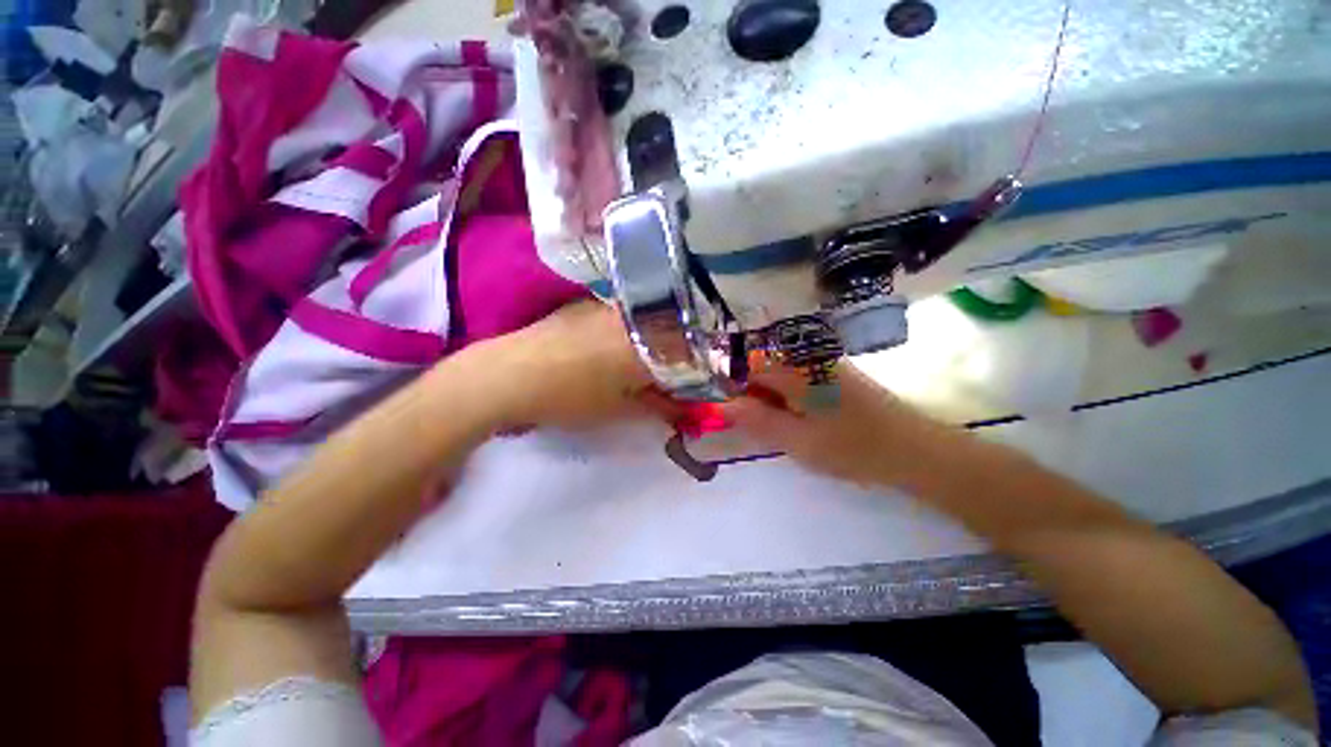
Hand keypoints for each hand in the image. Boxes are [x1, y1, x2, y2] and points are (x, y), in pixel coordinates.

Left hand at [481, 300, 682, 429]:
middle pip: (667, 333)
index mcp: (648, 340)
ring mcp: (606, 306)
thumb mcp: (621, 409)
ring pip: (642, 323)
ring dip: (647, 343)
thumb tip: (683, 406)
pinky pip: (618, 317)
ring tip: (634, 366)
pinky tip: (606, 351)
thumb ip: (659, 406)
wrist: (507, 376)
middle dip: (671, 356)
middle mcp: (633, 315)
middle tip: (662, 379)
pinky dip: (624, 334)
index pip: (688, 352)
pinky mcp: (583, 305)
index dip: (691, 370)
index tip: (688, 385)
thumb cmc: (571, 397)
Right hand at [720, 357, 933, 486]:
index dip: (734, 388)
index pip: (746, 365)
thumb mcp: (797, 441)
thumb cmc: (853, 447)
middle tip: (764, 427)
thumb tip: (723, 405)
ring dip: (772, 398)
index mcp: (795, 369)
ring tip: (786, 428)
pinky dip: (790, 398)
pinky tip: (803, 421)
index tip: (735, 415)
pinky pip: (798, 378)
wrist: (915, 449)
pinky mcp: (835, 373)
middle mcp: (806, 357)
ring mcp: (823, 363)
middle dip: (754, 395)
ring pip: (780, 374)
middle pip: (762, 367)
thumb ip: (757, 420)